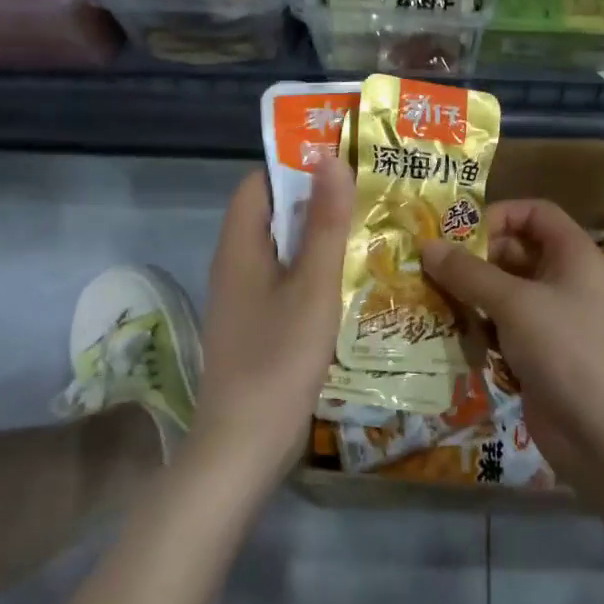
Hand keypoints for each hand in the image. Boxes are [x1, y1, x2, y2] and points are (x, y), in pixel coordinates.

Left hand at [191, 162, 353, 486]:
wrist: (243, 446)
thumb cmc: (279, 358)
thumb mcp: (312, 285)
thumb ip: (324, 222)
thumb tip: (330, 157)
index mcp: (239, 246)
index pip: (260, 183)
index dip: (295, 165)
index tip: (342, 160)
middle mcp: (235, 265)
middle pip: (272, 214)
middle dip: (316, 200)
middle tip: (368, 193)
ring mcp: (244, 298)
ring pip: (282, 249)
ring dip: (318, 237)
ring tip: (368, 229)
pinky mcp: (256, 325)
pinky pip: (284, 281)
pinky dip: (312, 271)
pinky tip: (349, 281)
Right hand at [421, 200, 603, 475]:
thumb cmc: (567, 350)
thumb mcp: (515, 304)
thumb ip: (469, 273)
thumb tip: (426, 245)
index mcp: (571, 254)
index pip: (535, 213)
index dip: (499, 214)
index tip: (459, 232)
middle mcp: (562, 280)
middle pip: (513, 252)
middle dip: (473, 258)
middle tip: (429, 268)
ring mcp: (550, 319)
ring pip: (502, 293)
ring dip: (468, 295)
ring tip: (428, 298)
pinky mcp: (535, 354)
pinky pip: (500, 328)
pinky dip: (476, 328)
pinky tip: (446, 334)